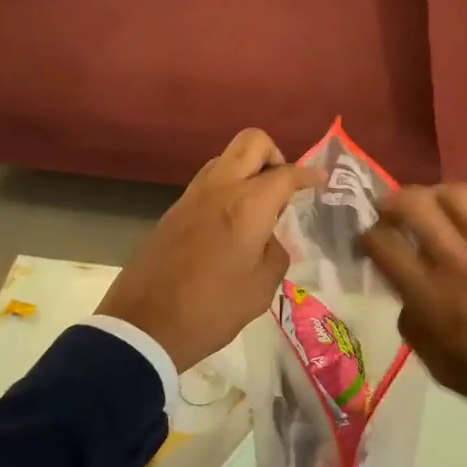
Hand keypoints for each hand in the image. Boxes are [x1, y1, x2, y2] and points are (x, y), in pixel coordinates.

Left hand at [98, 129, 324, 372]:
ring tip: (258, 207)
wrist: (144, 325)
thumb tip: (269, 239)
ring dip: (248, 169)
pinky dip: (227, 187)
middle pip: (252, 141)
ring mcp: (192, 195)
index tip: (321, 180)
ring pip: (227, 157)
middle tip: (283, 188)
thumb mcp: (261, 289)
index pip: (286, 173)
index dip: (309, 175)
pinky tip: (232, 222)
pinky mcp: (174, 209)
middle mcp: (221, 187)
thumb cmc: (212, 309)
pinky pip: (209, 180)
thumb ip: (275, 253)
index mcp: (248, 205)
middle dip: (275, 155)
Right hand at [359, 184, 466, 429]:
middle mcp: (454, 260)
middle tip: (393, 211)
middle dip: (393, 201)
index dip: (366, 236)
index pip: (382, 243)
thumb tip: (408, 292)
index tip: (368, 241)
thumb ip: (412, 320)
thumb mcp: (432, 361)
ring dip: (438, 194)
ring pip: (457, 193)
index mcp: (426, 294)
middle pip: (414, 203)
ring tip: (436, 206)